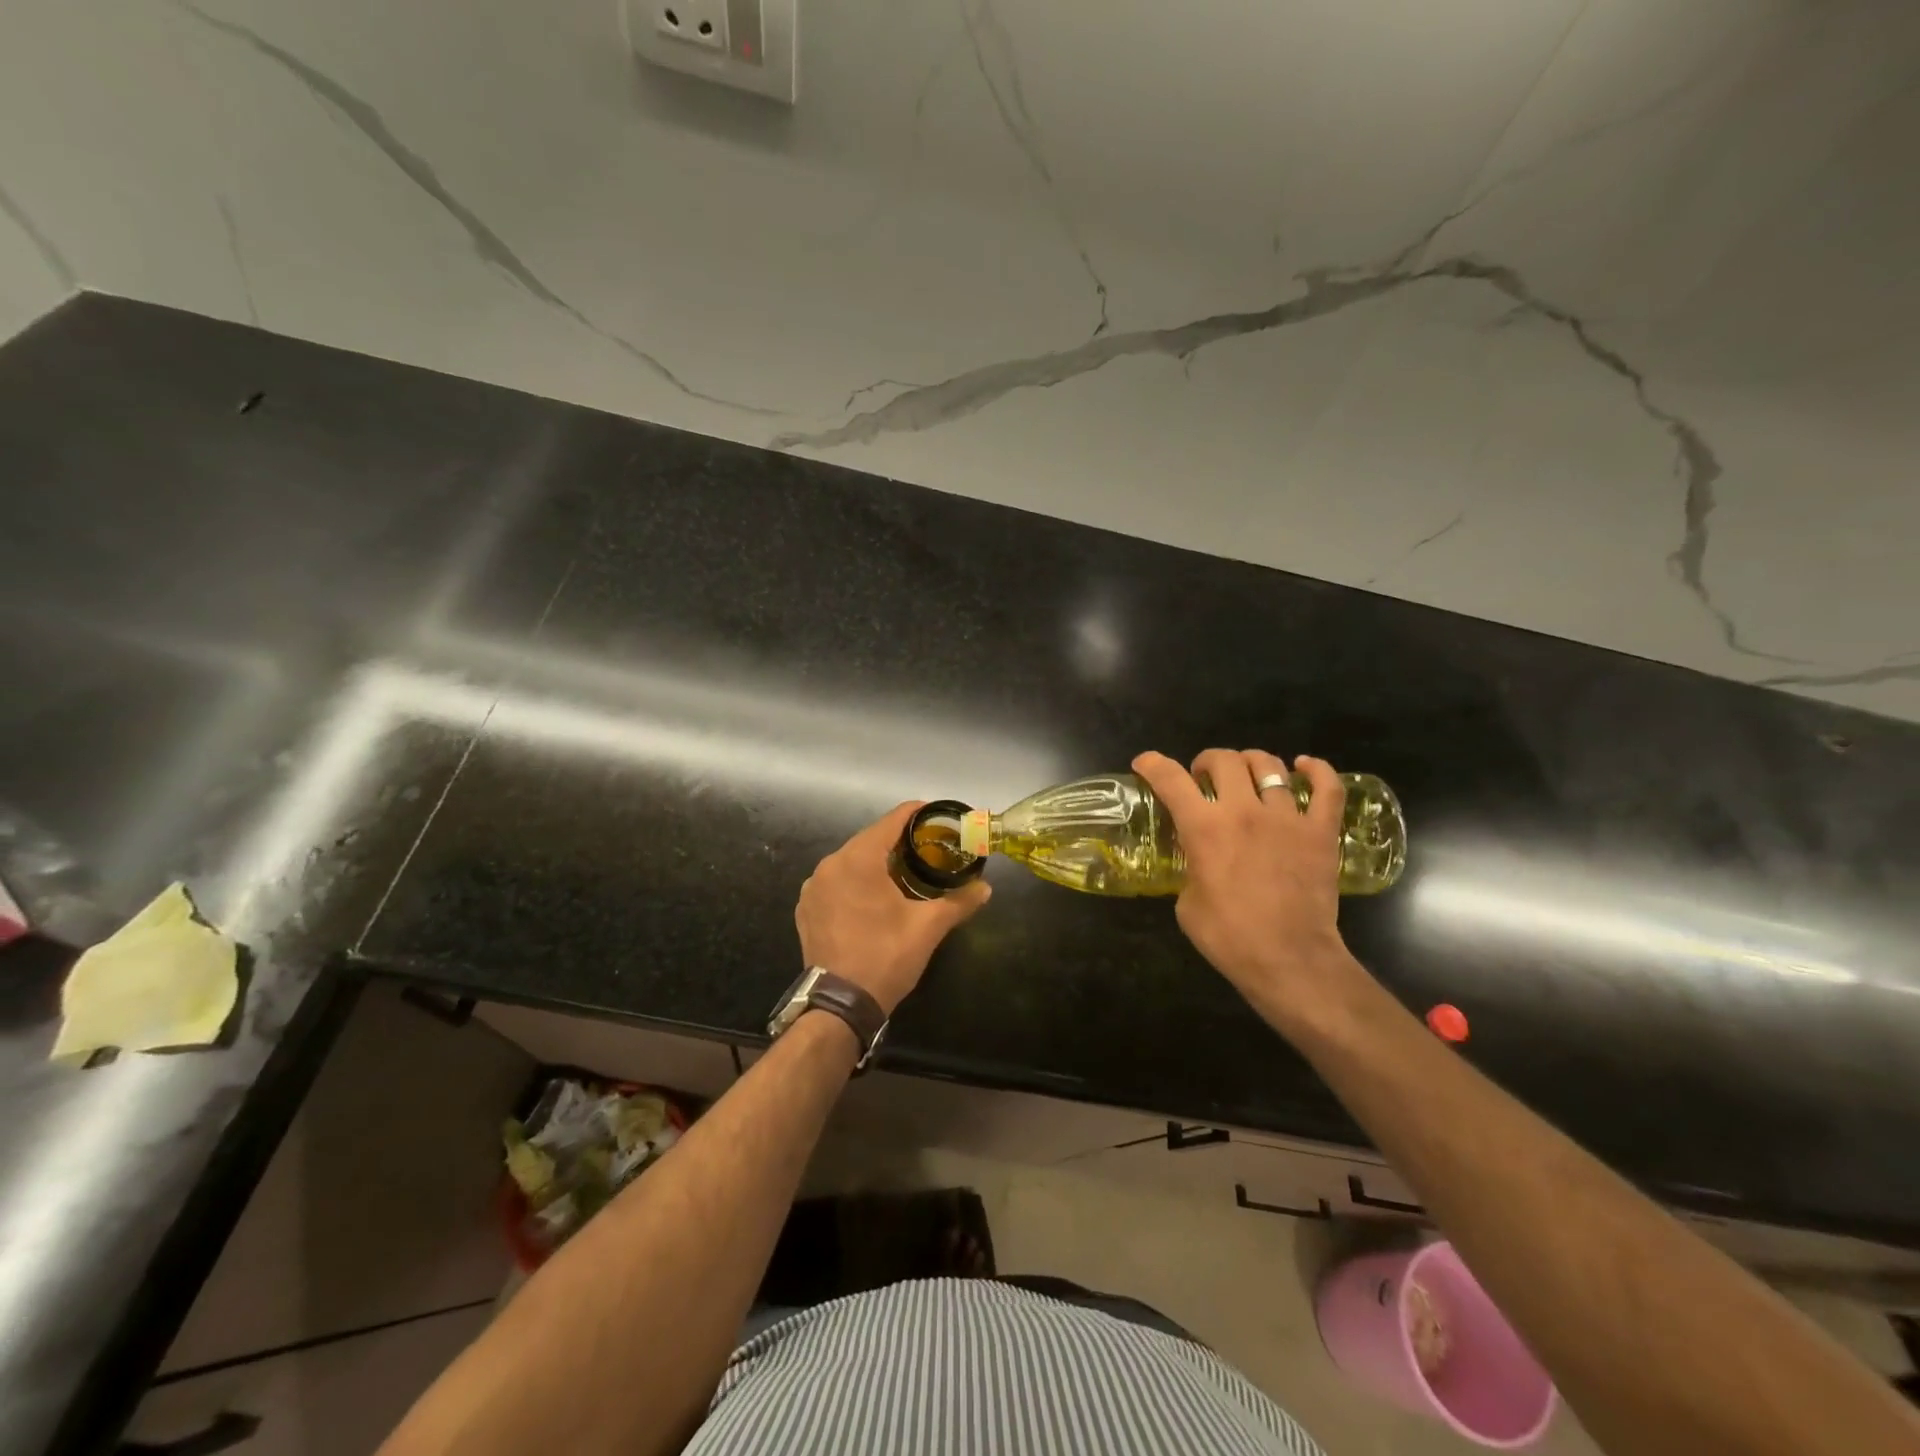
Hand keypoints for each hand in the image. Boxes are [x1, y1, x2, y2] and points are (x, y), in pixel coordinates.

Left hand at [795, 802, 991, 1015]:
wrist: (839, 1005)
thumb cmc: (886, 956)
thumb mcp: (928, 927)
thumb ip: (958, 901)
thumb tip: (986, 888)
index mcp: (858, 859)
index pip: (892, 820)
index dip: (917, 814)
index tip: (938, 816)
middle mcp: (830, 864)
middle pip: (870, 839)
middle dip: (899, 840)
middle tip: (928, 847)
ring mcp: (813, 887)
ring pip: (851, 861)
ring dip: (876, 862)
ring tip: (904, 871)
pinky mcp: (806, 908)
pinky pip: (835, 882)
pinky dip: (855, 881)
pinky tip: (873, 897)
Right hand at [1133, 748, 1356, 1014]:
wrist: (1290, 960)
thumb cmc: (1229, 937)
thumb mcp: (1187, 903)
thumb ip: (1189, 868)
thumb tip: (1197, 861)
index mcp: (1204, 828)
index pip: (1170, 779)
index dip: (1152, 764)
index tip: (1145, 763)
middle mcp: (1243, 811)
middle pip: (1224, 760)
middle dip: (1206, 761)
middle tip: (1203, 778)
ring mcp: (1287, 817)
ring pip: (1270, 766)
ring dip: (1250, 762)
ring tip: (1246, 773)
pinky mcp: (1321, 831)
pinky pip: (1327, 787)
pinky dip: (1316, 770)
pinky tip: (1304, 766)